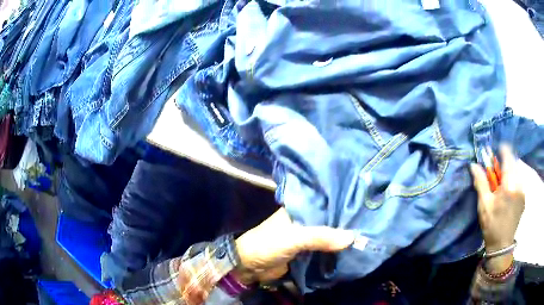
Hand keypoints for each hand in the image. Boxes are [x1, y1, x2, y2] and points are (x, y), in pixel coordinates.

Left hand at [232, 208, 354, 284]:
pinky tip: (351, 247)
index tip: (364, 201)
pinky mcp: (305, 250)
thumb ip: (321, 237)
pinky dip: (334, 248)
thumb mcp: (294, 238)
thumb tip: (352, 237)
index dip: (343, 201)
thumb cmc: (268, 245)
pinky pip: (323, 247)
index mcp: (299, 208)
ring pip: (327, 233)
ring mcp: (305, 235)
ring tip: (366, 232)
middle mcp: (304, 218)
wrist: (249, 266)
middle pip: (329, 218)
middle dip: (345, 221)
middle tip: (370, 219)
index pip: (325, 200)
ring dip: (341, 235)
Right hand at [470, 145, 525, 272]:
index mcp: (509, 185)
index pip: (508, 156)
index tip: (496, 151)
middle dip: (505, 162)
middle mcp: (519, 184)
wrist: (502, 245)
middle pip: (513, 162)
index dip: (502, 149)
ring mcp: (523, 191)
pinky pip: (520, 180)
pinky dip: (514, 179)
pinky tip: (508, 190)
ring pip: (517, 171)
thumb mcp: (484, 205)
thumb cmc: (492, 225)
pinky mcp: (524, 197)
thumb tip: (473, 165)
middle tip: (497, 171)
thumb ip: (481, 182)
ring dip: (510, 171)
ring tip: (502, 182)